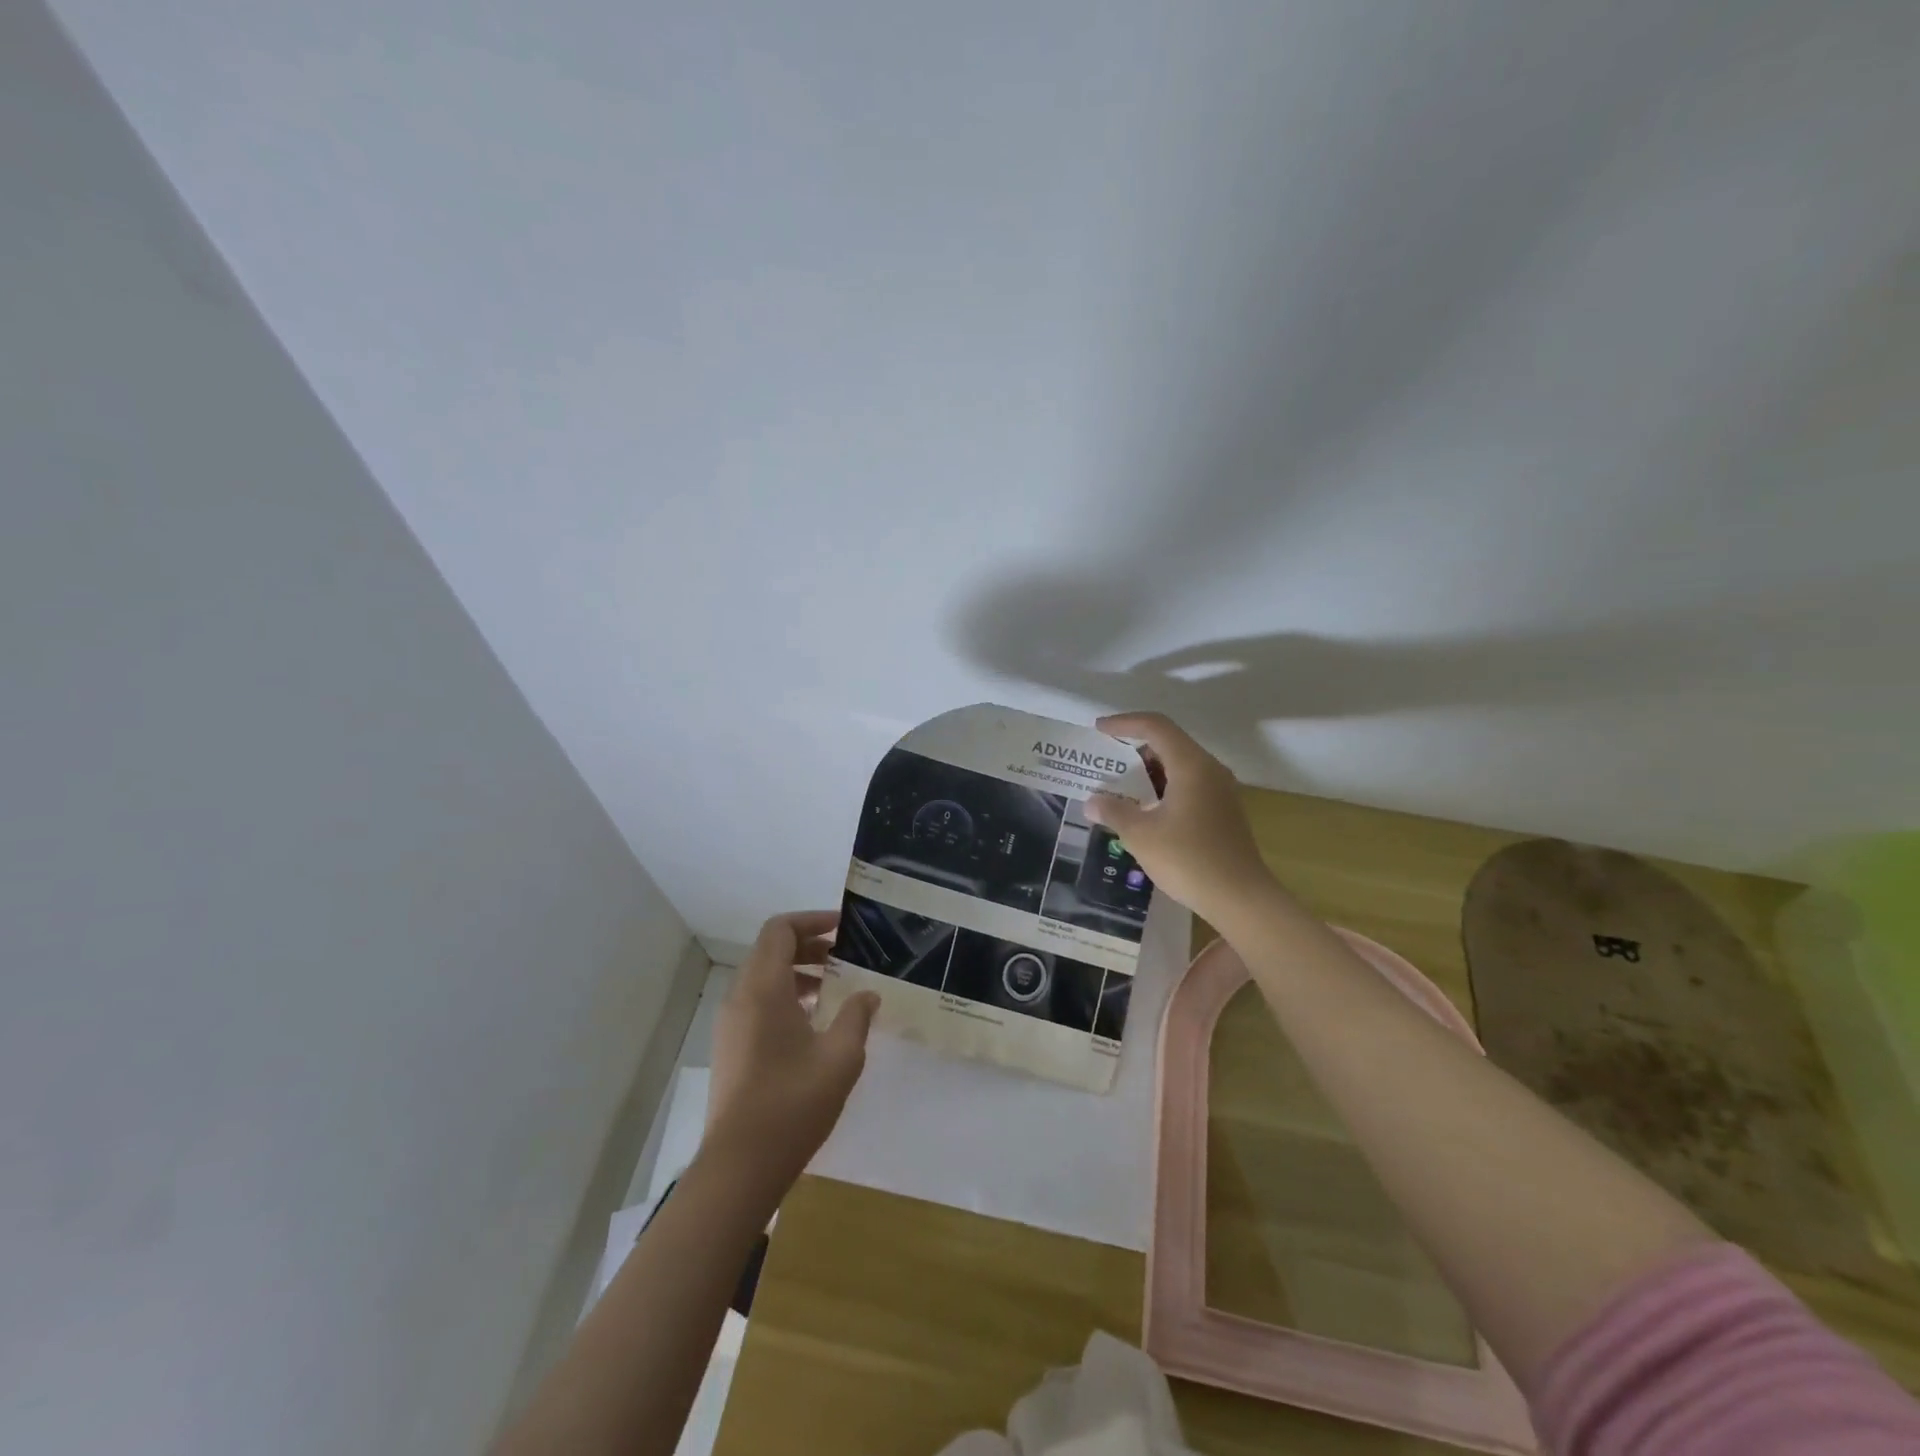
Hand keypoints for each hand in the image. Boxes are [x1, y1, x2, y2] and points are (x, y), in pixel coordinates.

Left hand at [702, 911, 879, 1191]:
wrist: (740, 1166)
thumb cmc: (793, 1103)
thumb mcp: (840, 1057)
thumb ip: (856, 1016)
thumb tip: (867, 994)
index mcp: (763, 988)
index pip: (780, 930)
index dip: (812, 920)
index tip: (845, 929)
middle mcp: (741, 997)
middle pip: (771, 950)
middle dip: (809, 945)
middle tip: (846, 957)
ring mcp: (731, 1023)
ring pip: (763, 977)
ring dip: (798, 972)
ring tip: (835, 989)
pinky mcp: (730, 1046)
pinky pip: (757, 1001)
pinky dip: (786, 995)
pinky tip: (814, 1022)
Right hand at [1085, 711, 1276, 924]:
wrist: (1241, 898)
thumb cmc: (1189, 860)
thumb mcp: (1141, 835)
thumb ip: (1114, 812)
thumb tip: (1092, 801)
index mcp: (1191, 765)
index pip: (1155, 727)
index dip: (1124, 723)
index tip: (1099, 730)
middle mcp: (1209, 770)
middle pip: (1169, 743)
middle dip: (1134, 748)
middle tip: (1105, 761)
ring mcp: (1220, 791)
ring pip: (1179, 766)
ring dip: (1148, 771)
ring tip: (1119, 787)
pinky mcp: (1223, 811)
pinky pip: (1188, 785)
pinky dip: (1163, 788)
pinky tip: (1145, 810)